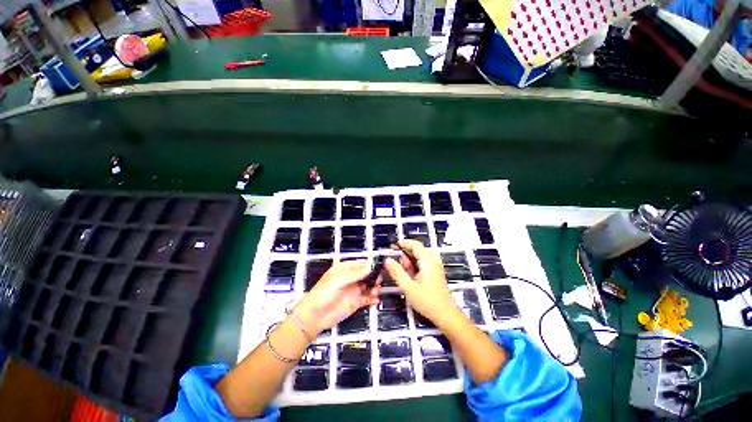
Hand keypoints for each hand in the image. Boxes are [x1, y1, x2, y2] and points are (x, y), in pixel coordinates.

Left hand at [294, 260, 380, 335]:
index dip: (371, 265)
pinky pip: (367, 298)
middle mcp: (351, 278)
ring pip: (369, 286)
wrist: (314, 317)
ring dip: (375, 287)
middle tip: (379, 280)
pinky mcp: (355, 302)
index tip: (381, 266)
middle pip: (367, 274)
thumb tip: (371, 266)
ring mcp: (354, 290)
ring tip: (377, 291)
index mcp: (345, 269)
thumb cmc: (323, 294)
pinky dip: (373, 298)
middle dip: (374, 276)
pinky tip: (376, 299)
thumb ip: (356, 273)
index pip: (361, 264)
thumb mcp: (339, 280)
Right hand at [384, 240, 456, 326]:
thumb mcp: (408, 287)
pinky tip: (409, 277)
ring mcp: (434, 266)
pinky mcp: (434, 273)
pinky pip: (421, 264)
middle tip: (394, 263)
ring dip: (408, 263)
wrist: (446, 315)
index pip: (414, 245)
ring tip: (403, 274)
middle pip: (416, 250)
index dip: (403, 243)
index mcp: (428, 261)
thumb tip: (387, 261)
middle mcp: (432, 261)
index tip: (392, 246)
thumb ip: (397, 272)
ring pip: (418, 258)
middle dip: (404, 255)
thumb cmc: (429, 302)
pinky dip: (413, 268)